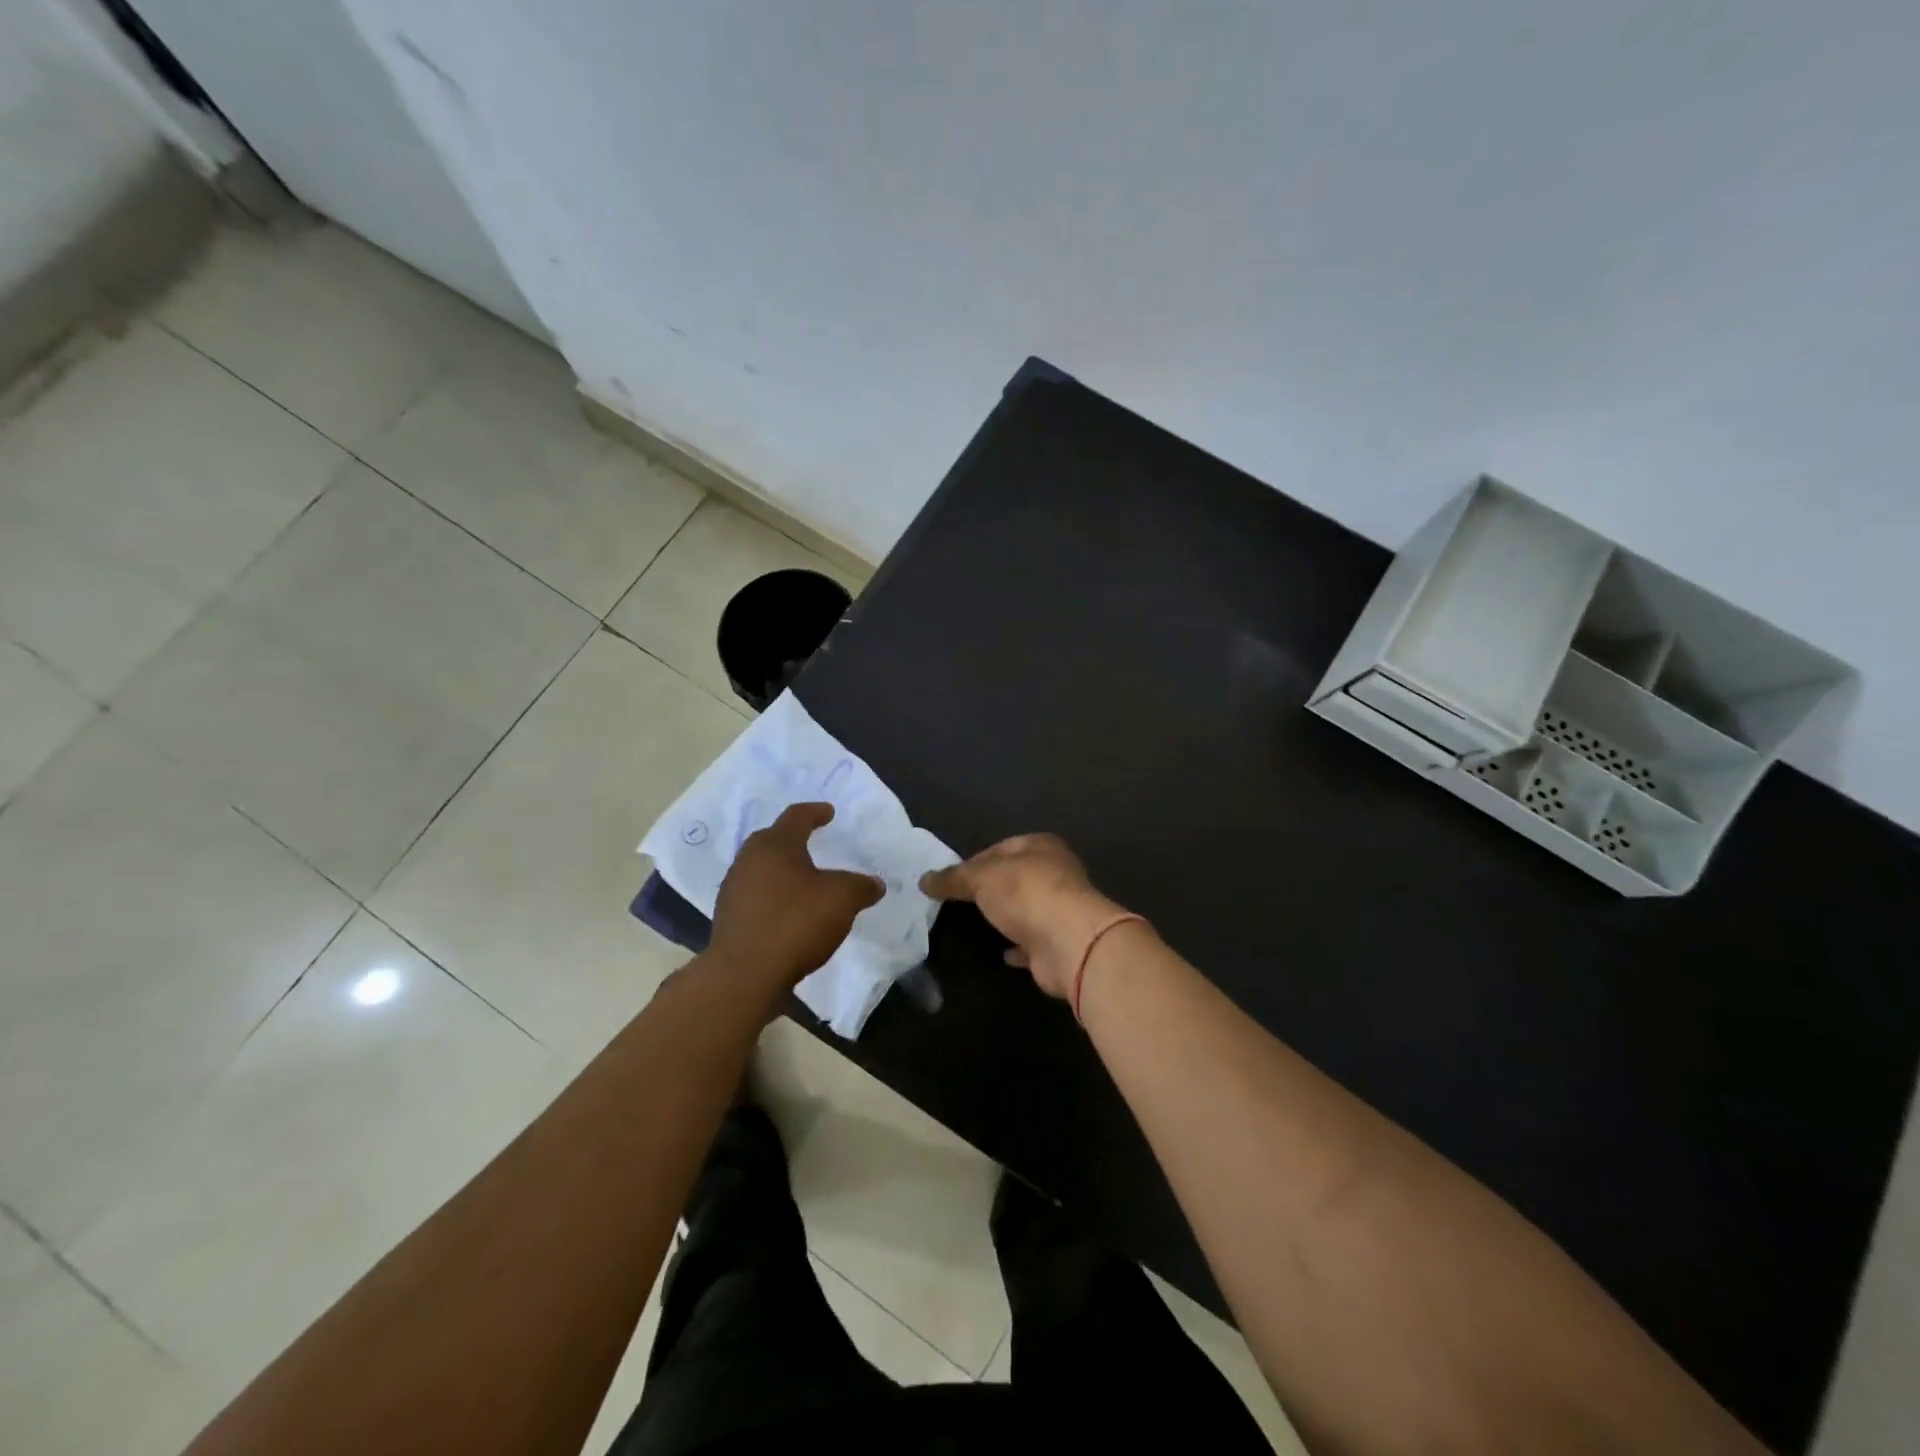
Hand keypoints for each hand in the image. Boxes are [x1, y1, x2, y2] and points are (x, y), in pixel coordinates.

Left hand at [709, 803, 883, 992]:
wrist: (743, 975)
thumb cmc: (795, 924)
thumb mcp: (842, 900)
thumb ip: (861, 886)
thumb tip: (875, 884)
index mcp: (776, 845)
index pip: (797, 816)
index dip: (816, 812)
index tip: (829, 813)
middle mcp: (749, 859)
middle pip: (773, 839)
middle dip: (794, 838)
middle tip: (813, 841)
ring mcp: (733, 888)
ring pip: (761, 867)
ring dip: (782, 869)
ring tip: (803, 880)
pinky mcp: (727, 916)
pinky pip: (755, 893)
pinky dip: (772, 894)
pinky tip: (787, 910)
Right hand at [920, 834, 1134, 1000]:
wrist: (1068, 943)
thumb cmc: (1026, 894)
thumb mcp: (981, 877)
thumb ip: (953, 878)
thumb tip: (924, 880)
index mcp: (1041, 846)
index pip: (1001, 847)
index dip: (974, 861)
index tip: (950, 879)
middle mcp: (1055, 873)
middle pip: (1015, 878)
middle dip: (990, 889)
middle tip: (958, 902)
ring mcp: (1060, 910)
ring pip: (1025, 909)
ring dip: (1006, 916)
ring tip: (974, 925)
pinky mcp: (1059, 943)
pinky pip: (1032, 942)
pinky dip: (1017, 946)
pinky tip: (1000, 952)